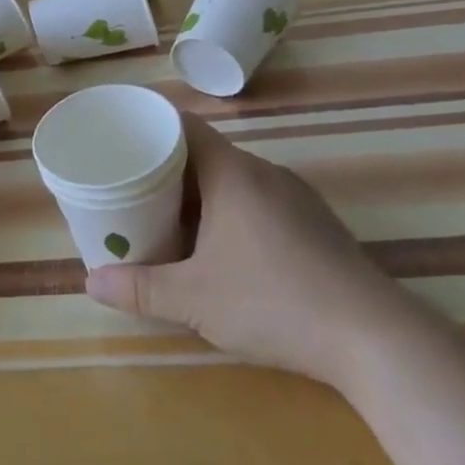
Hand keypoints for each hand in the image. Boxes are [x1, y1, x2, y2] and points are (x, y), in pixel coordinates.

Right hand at [84, 113, 410, 385]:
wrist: (374, 338)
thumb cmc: (274, 302)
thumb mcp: (194, 300)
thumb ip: (140, 288)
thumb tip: (90, 282)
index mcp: (233, 174)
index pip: (184, 126)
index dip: (150, 127)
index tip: (121, 141)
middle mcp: (265, 173)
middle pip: (206, 153)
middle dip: (167, 169)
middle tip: (132, 189)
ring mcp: (296, 198)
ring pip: (235, 179)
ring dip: (200, 194)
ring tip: (168, 219)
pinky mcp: (316, 224)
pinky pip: (260, 200)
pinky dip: (230, 211)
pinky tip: (223, 248)